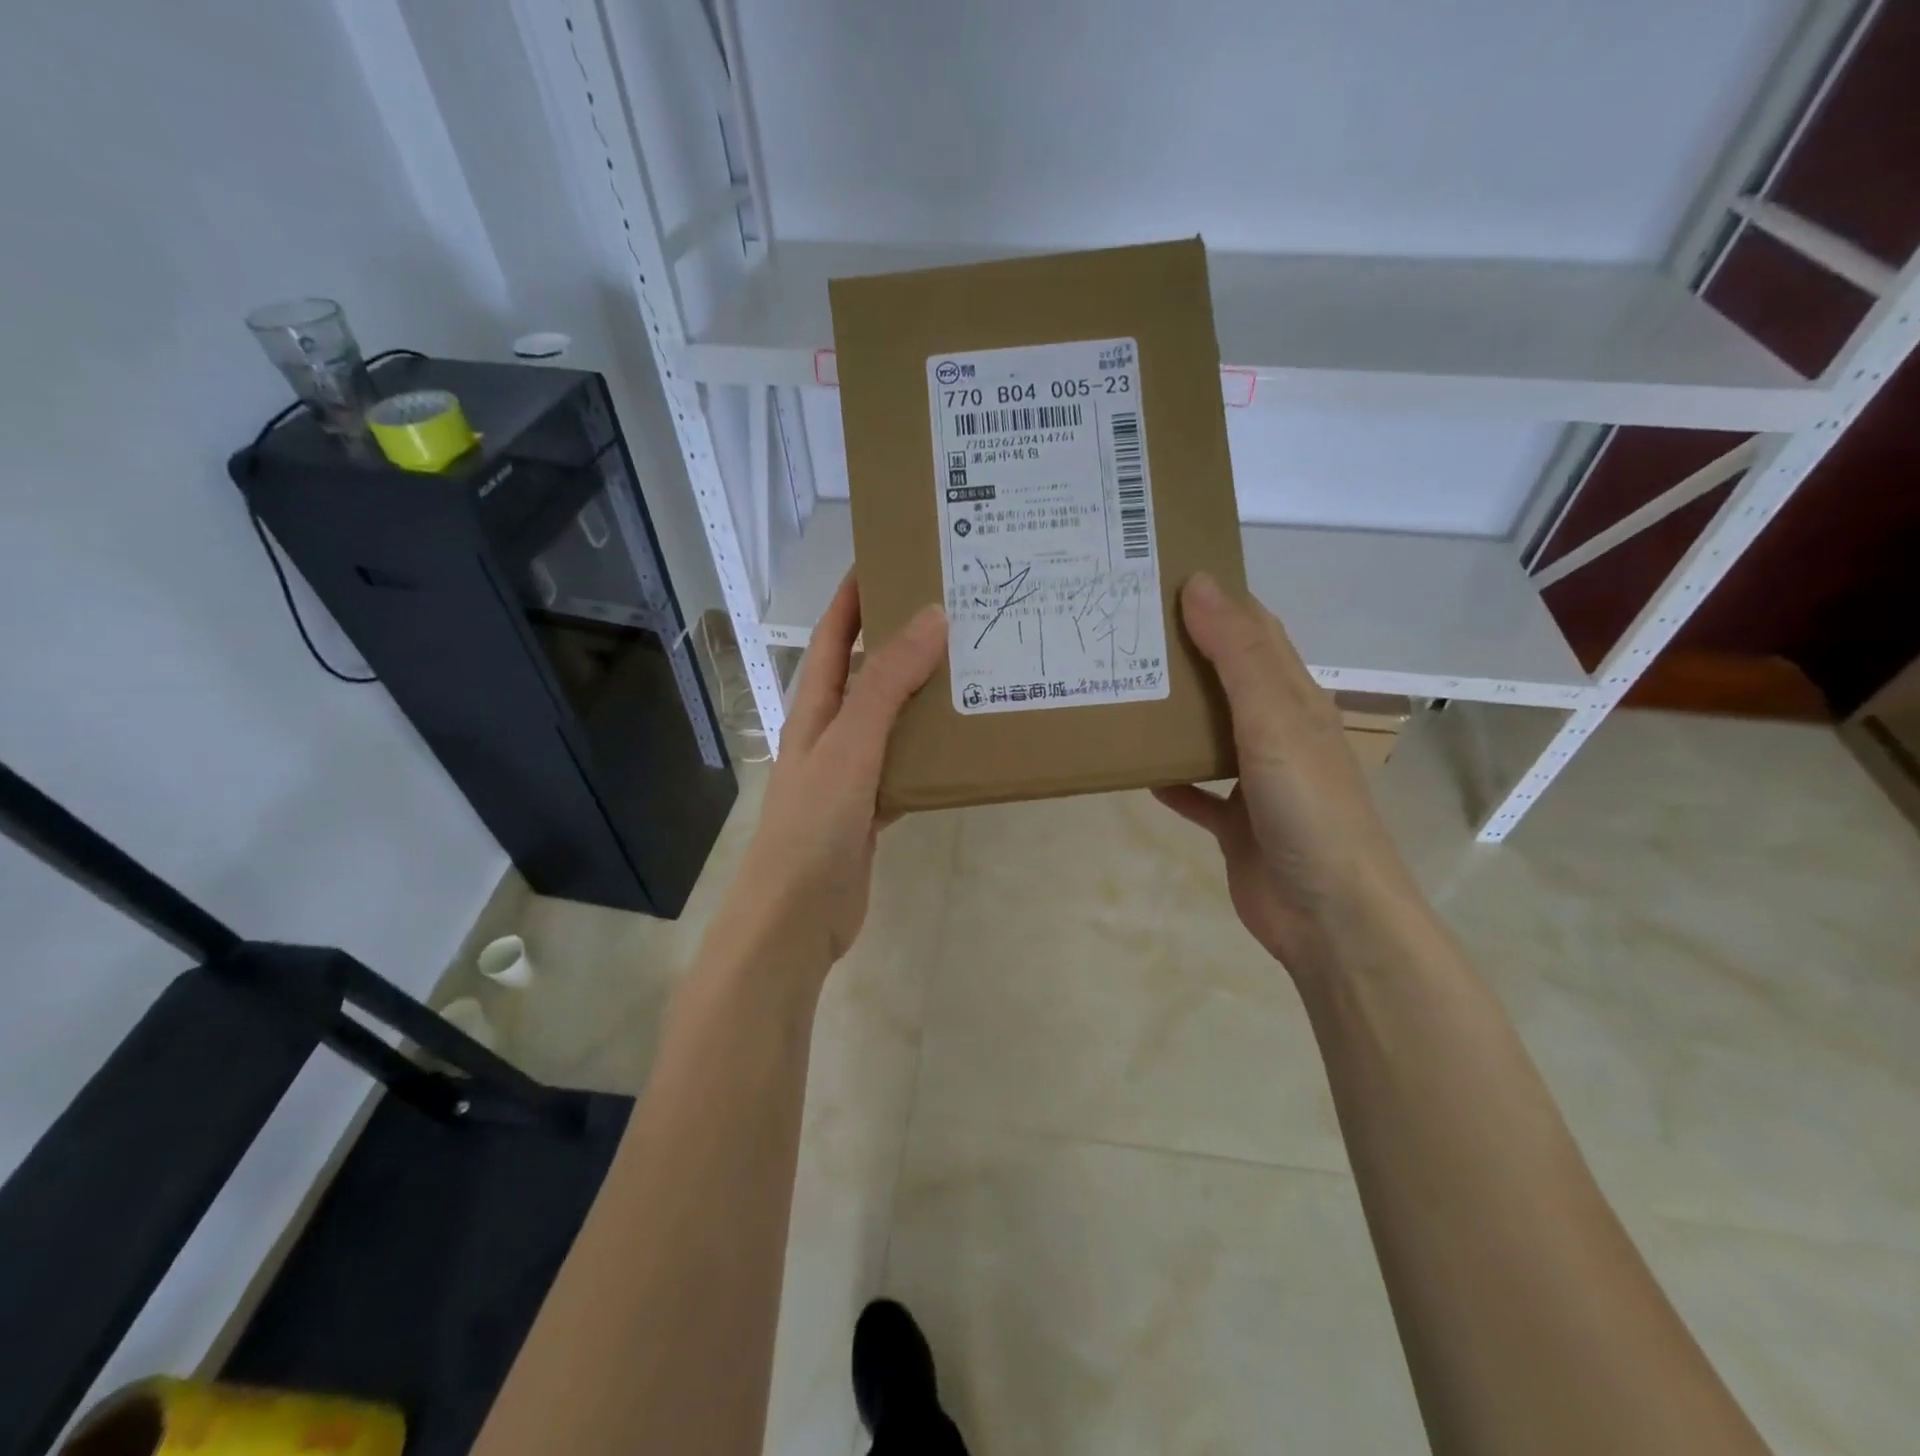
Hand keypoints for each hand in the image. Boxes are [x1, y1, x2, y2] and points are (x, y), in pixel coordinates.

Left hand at [726, 572, 945, 973]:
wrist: (795, 919)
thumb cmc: (813, 826)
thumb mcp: (850, 747)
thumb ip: (886, 686)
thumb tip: (930, 618)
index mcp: (814, 710)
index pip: (831, 637)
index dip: (854, 596)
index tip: (891, 558)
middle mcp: (830, 733)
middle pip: (865, 674)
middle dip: (900, 640)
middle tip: (955, 612)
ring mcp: (851, 773)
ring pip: (891, 721)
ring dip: (922, 697)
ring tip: (971, 669)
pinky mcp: (871, 810)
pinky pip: (905, 768)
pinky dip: (929, 754)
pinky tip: (962, 745)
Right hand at [1153, 572, 1424, 976]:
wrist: (1329, 914)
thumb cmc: (1309, 807)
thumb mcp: (1274, 719)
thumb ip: (1236, 654)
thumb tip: (1200, 582)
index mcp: (1295, 699)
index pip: (1256, 632)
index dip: (1217, 600)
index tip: (1161, 577)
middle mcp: (1279, 733)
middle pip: (1228, 678)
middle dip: (1184, 652)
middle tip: (1123, 631)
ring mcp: (1258, 781)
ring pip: (1210, 734)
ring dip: (1174, 714)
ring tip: (1122, 689)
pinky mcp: (1237, 825)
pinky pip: (1197, 794)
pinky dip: (1171, 780)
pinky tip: (1137, 771)